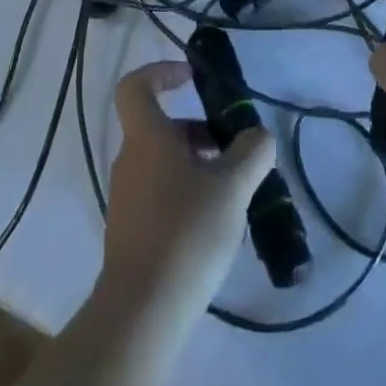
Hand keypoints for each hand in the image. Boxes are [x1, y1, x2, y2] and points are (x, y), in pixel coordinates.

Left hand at [100, 61, 276, 313]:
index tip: (191, 78)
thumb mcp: (232, 186)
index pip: (136, 86)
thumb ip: (251, 152)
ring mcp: (127, 197)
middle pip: (160, 127)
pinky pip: (159, 193)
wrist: (142, 312)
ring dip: (196, 164)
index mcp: (147, 137)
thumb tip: (259, 135)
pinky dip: (185, 193)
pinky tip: (213, 223)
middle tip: (233, 149)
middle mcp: (130, 160)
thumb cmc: (185, 232)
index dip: (161, 73)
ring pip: (162, 162)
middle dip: (198, 130)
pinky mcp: (131, 231)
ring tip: (232, 190)